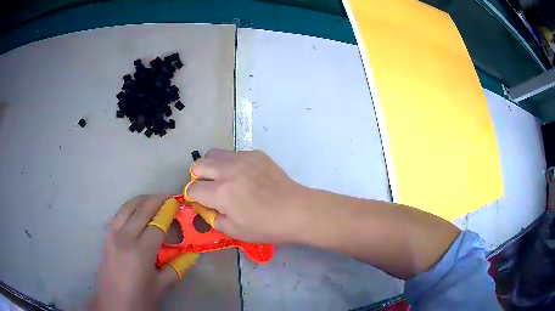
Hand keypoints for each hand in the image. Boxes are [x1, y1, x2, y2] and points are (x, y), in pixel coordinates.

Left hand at [91, 194, 196, 310]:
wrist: (113, 304)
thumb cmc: (139, 298)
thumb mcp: (161, 286)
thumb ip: (177, 268)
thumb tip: (192, 255)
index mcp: (140, 252)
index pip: (157, 224)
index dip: (167, 212)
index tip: (176, 202)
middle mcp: (125, 238)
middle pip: (141, 211)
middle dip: (155, 200)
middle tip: (167, 196)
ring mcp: (112, 235)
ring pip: (126, 209)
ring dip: (140, 200)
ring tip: (152, 199)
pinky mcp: (106, 237)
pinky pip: (118, 215)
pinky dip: (128, 208)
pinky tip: (134, 211)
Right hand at [187, 149, 308, 242]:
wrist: (296, 210)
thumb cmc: (266, 226)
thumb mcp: (235, 231)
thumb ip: (213, 218)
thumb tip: (205, 207)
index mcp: (221, 193)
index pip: (193, 189)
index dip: (193, 197)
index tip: (200, 201)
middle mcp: (228, 171)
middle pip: (198, 165)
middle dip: (198, 177)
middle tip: (208, 188)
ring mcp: (243, 159)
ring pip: (213, 153)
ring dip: (211, 166)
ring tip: (222, 177)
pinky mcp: (255, 154)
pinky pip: (233, 153)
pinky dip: (230, 163)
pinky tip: (243, 175)